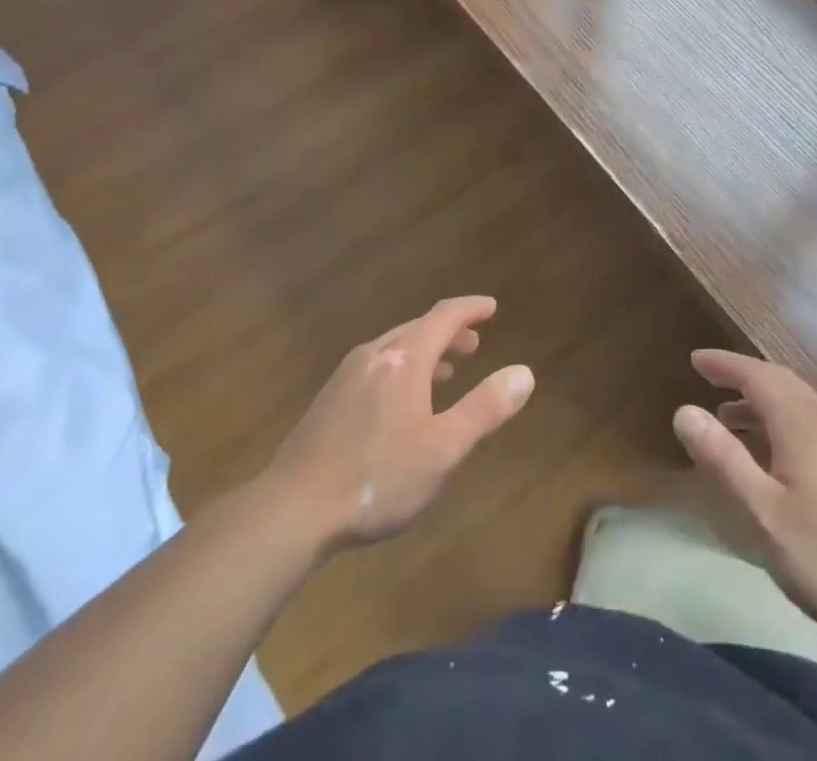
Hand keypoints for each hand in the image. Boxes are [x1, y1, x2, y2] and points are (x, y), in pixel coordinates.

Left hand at [263, 296, 534, 553]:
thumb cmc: (377, 478)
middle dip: (449, 332)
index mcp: (404, 359)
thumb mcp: (443, 449)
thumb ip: (485, 408)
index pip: (443, 317)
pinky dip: (401, 369)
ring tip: (445, 370)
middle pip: (418, 329)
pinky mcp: (329, 400)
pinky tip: (400, 402)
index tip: (491, 306)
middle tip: (474, 342)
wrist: (292, 510)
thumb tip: (524, 372)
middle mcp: (374, 355)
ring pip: (394, 349)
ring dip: (425, 352)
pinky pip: (376, 367)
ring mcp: (346, 376)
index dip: (470, 309)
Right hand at [673, 349, 816, 654]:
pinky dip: (783, 419)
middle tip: (709, 378)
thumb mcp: (764, 513)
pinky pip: (813, 421)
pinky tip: (775, 451)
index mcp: (802, 422)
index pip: (756, 374)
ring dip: (762, 400)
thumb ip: (723, 459)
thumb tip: (684, 410)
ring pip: (799, 401)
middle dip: (742, 376)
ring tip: (730, 418)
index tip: (694, 360)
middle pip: (780, 381)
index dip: (724, 364)